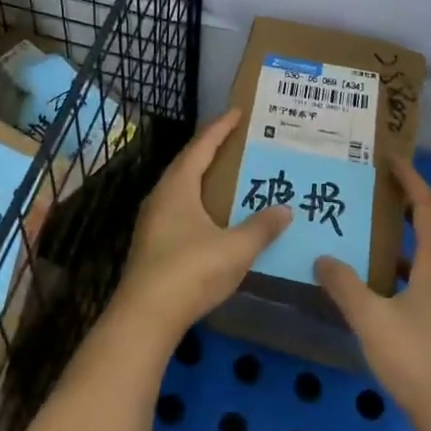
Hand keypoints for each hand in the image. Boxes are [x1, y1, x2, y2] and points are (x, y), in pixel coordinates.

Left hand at [114, 110, 290, 344]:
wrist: (145, 318)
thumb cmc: (190, 272)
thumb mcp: (235, 248)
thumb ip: (262, 227)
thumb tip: (285, 209)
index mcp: (178, 186)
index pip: (201, 146)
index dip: (220, 127)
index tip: (238, 112)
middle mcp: (162, 196)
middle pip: (188, 162)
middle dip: (212, 148)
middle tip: (238, 140)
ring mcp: (153, 220)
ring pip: (182, 187)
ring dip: (204, 176)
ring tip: (230, 173)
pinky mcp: (153, 243)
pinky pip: (180, 207)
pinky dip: (199, 200)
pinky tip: (214, 214)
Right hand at [315, 155, 430, 430]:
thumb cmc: (417, 361)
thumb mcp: (372, 320)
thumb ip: (345, 286)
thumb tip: (323, 257)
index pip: (426, 208)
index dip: (410, 180)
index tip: (390, 159)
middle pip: (426, 229)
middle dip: (400, 207)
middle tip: (369, 193)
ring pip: (422, 260)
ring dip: (396, 243)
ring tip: (361, 237)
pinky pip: (420, 283)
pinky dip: (397, 273)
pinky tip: (372, 290)